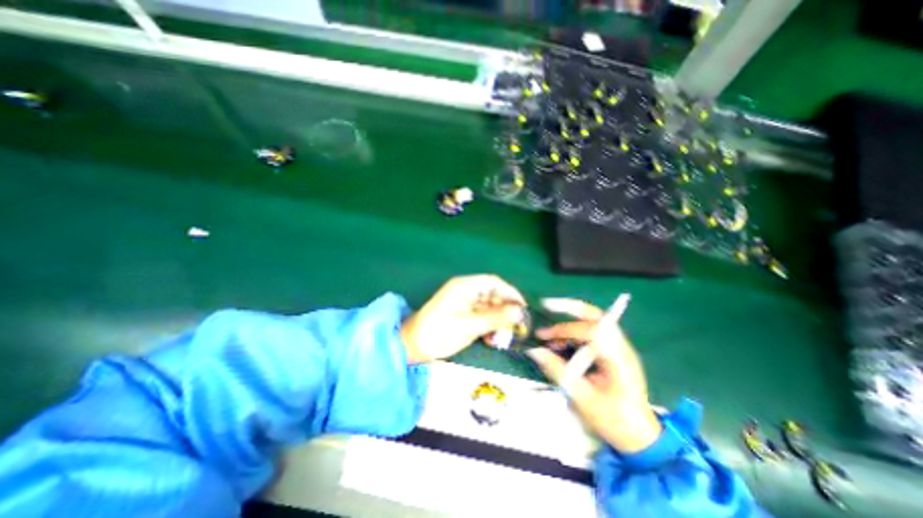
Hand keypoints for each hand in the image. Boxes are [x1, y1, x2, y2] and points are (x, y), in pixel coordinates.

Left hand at [403, 275, 526, 363]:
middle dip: (506, 311)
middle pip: (493, 295)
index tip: (523, 308)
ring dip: (498, 321)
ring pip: (489, 308)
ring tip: (504, 337)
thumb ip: (495, 318)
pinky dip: (489, 326)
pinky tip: (492, 339)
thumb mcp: (469, 326)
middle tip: (517, 328)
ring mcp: (464, 303)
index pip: (494, 282)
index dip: (510, 293)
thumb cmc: (438, 333)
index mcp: (465, 287)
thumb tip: (519, 312)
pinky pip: (482, 317)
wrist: (412, 346)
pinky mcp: (463, 315)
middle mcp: (466, 291)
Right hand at [527, 300, 663, 453]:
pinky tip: (560, 343)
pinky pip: (593, 333)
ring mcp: (619, 348)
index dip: (564, 329)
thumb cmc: (612, 419)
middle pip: (596, 316)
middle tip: (547, 304)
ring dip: (570, 321)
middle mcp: (621, 347)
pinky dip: (574, 332)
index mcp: (618, 359)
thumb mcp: (581, 397)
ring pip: (594, 322)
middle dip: (570, 307)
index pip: (591, 331)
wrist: (639, 436)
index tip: (543, 336)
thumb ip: (557, 371)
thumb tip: (534, 351)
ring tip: (549, 335)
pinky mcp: (614, 351)